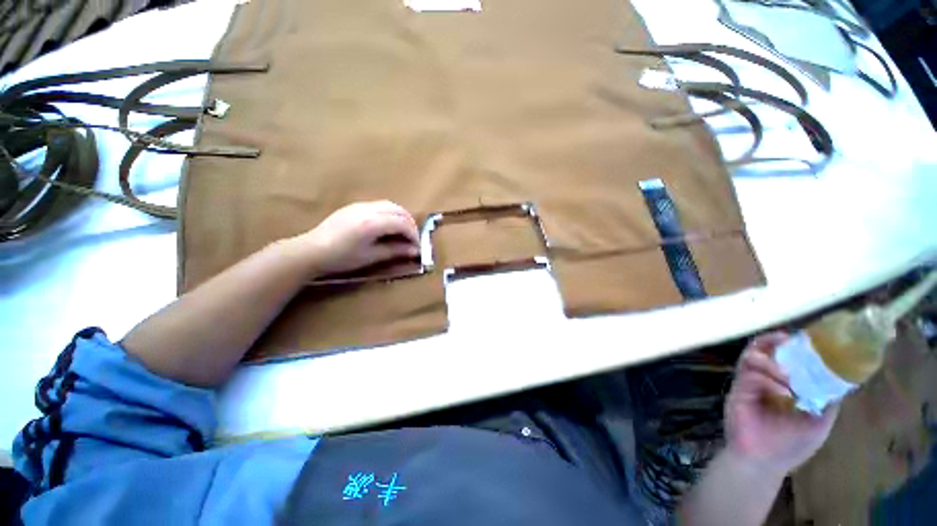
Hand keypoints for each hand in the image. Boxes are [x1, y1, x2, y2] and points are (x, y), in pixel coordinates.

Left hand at [294, 201, 419, 276]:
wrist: (311, 250)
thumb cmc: (341, 257)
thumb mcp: (371, 256)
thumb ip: (395, 251)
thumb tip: (414, 251)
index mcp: (373, 223)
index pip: (402, 224)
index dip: (414, 235)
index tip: (417, 247)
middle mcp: (369, 209)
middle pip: (399, 210)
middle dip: (410, 224)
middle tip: (413, 239)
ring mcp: (361, 205)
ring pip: (390, 205)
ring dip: (401, 217)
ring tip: (402, 232)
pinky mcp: (355, 206)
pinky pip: (379, 205)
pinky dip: (390, 214)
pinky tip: (387, 226)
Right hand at [725, 332, 838, 476]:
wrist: (762, 461)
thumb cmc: (792, 444)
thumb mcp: (820, 422)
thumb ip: (828, 401)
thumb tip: (843, 378)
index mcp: (785, 384)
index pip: (786, 358)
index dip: (794, 346)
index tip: (804, 337)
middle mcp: (766, 379)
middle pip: (764, 350)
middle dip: (773, 342)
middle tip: (784, 338)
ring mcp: (750, 383)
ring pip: (752, 357)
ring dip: (771, 360)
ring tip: (787, 373)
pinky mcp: (739, 389)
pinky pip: (749, 373)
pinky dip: (766, 377)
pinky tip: (782, 390)